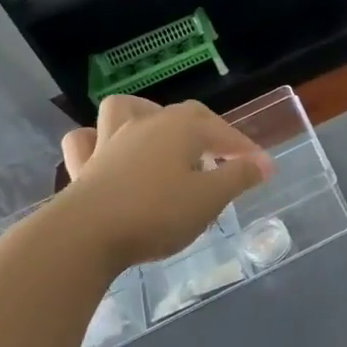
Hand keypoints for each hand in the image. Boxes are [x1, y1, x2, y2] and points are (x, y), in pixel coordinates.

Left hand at [59, 95, 272, 267]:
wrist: (86, 235)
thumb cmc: (157, 213)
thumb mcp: (210, 198)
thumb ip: (239, 177)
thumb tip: (263, 163)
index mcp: (181, 128)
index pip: (222, 131)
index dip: (244, 148)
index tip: (261, 167)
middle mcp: (146, 124)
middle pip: (182, 115)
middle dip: (206, 131)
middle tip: (220, 156)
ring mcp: (109, 141)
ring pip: (125, 111)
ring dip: (144, 115)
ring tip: (158, 135)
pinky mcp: (82, 165)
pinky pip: (86, 141)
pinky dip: (97, 141)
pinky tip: (107, 153)